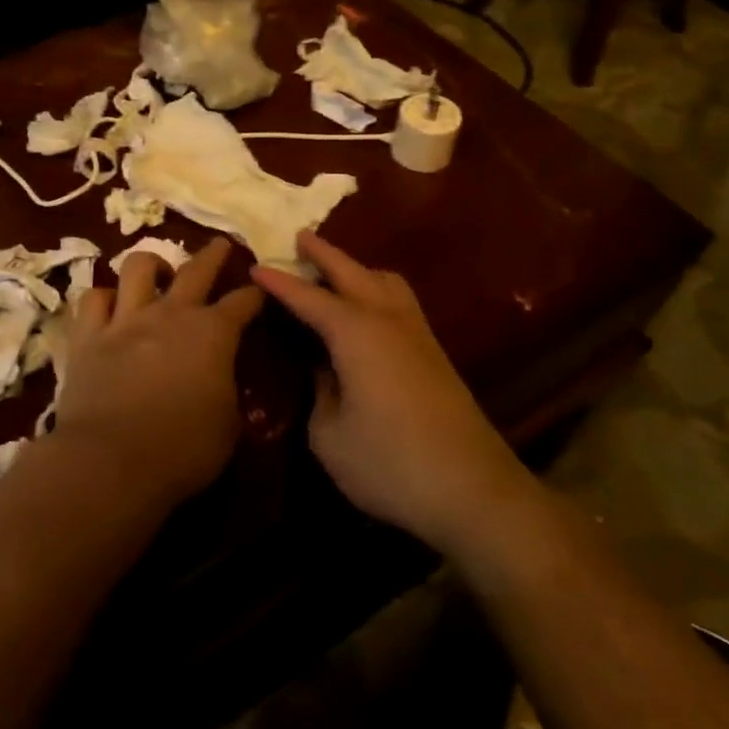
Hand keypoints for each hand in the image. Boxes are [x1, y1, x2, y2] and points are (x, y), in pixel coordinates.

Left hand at [57, 238, 264, 508]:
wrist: (112, 460)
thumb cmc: (182, 449)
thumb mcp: (228, 426)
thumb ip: (227, 391)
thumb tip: (221, 380)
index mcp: (213, 334)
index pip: (242, 303)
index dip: (255, 295)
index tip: (261, 290)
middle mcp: (170, 315)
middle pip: (196, 270)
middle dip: (213, 254)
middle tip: (221, 244)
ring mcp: (126, 320)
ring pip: (138, 268)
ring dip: (152, 264)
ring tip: (157, 270)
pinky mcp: (88, 336)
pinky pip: (92, 299)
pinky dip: (103, 298)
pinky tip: (109, 305)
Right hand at [252, 232, 524, 549]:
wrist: (474, 491)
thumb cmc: (389, 463)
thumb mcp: (329, 436)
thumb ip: (319, 393)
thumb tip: (324, 370)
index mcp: (356, 332)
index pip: (308, 297)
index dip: (279, 282)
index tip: (254, 266)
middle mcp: (388, 320)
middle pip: (353, 272)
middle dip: (324, 253)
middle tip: (300, 238)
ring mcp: (418, 334)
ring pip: (386, 281)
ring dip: (357, 269)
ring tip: (335, 272)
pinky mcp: (435, 354)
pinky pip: (400, 302)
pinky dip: (377, 289)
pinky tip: (367, 311)